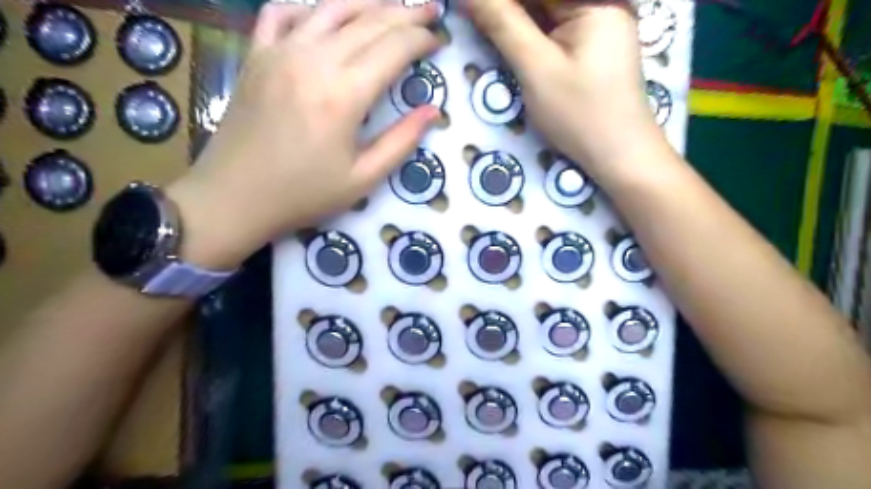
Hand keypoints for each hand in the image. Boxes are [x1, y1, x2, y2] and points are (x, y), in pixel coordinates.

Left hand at [170, 1, 441, 266]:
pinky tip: (324, 12)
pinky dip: (309, 6)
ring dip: (367, 1)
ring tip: (391, 4)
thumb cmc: (304, 194)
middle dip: (405, 14)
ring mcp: (279, 52)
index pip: (394, 48)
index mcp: (344, 94)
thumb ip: (401, 141)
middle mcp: (314, 60)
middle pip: (369, 21)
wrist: (234, 197)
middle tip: (428, 11)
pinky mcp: (256, 55)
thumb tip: (433, 111)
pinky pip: (281, 12)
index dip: (422, 39)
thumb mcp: (363, 179)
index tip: (439, 41)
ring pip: (330, 8)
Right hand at [466, 0, 663, 181]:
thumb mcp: (536, 68)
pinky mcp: (591, 44)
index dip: (497, 1)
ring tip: (484, 28)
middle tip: (474, 19)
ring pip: (544, 13)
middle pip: (541, 1)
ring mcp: (598, 23)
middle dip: (506, 11)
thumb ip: (501, 23)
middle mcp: (599, 2)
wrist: (618, 155)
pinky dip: (528, 33)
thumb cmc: (580, 114)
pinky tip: (507, 40)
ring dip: (513, 20)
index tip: (466, 8)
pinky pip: (553, 28)